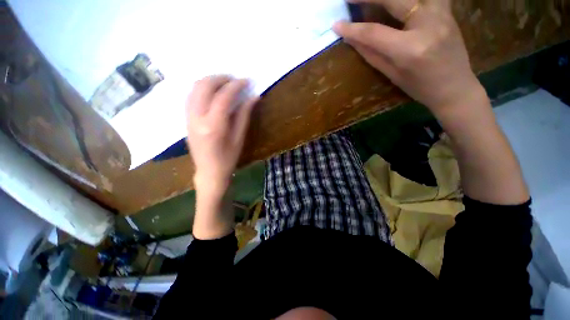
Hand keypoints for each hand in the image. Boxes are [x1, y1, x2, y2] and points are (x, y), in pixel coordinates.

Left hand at [186, 76, 258, 196]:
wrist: (209, 171)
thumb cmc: (228, 158)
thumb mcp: (239, 138)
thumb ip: (244, 115)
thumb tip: (253, 97)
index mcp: (213, 126)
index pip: (223, 97)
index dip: (236, 86)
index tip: (246, 81)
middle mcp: (197, 118)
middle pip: (204, 86)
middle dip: (220, 78)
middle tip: (234, 79)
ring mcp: (188, 117)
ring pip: (194, 88)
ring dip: (210, 81)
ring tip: (225, 83)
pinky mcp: (186, 118)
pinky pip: (191, 95)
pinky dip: (202, 88)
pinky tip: (213, 92)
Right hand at [333, 0, 484, 116]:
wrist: (455, 88)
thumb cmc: (420, 88)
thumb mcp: (392, 75)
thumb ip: (372, 54)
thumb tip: (352, 40)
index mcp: (409, 49)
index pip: (374, 33)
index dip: (352, 28)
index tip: (336, 25)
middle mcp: (427, 24)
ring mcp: (441, 13)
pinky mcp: (447, 9)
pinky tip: (397, 2)